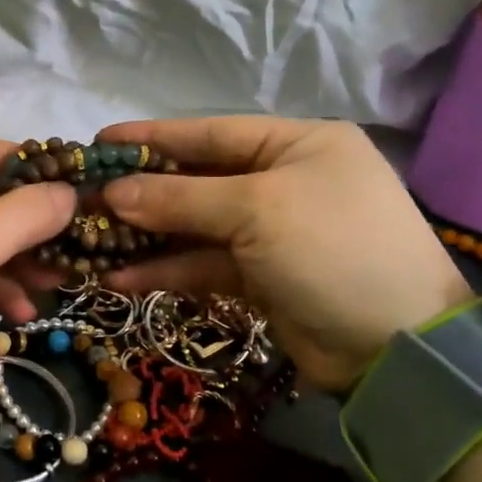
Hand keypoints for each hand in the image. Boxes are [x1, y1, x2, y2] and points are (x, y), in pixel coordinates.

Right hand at [99, 117, 470, 392]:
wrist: (397, 349)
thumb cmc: (333, 250)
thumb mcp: (256, 210)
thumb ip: (179, 198)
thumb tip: (112, 193)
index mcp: (297, 144)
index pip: (210, 132)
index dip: (152, 138)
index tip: (99, 142)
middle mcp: (284, 181)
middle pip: (197, 179)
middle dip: (142, 191)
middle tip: (84, 196)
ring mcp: (272, 231)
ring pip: (194, 226)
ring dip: (146, 235)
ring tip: (90, 239)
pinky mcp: (261, 276)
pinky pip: (203, 264)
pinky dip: (165, 271)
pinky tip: (120, 279)